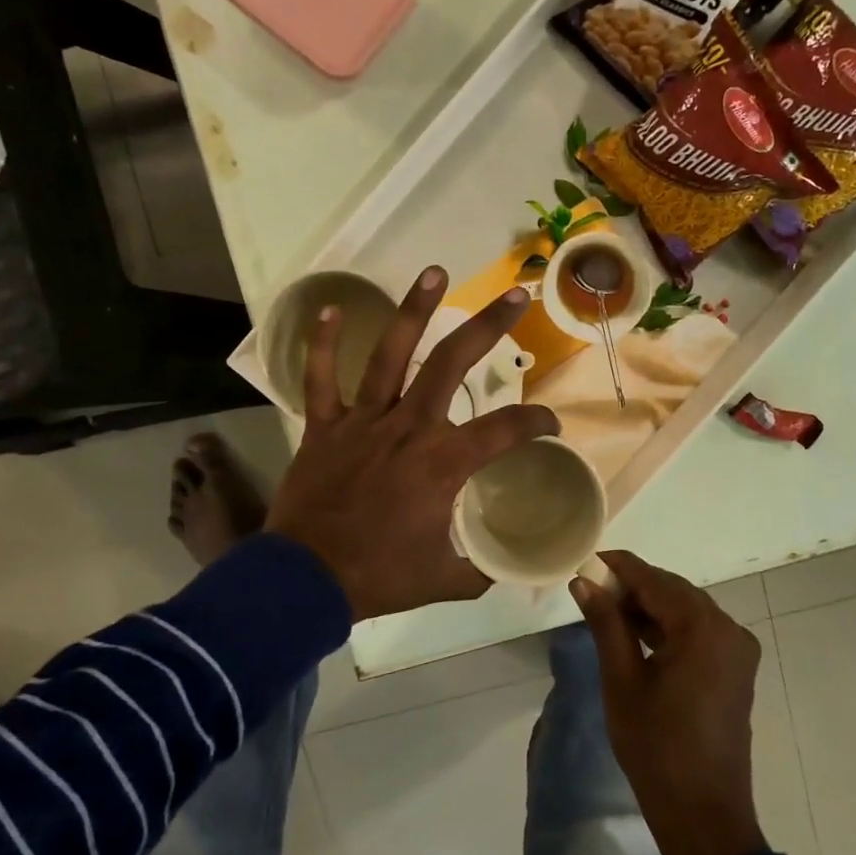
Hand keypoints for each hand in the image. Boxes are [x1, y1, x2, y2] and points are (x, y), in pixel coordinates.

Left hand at [266, 268, 559, 621]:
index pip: (505, 428)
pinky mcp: (324, 426)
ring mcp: (363, 421)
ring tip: (434, 272)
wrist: (305, 581)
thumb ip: (479, 570)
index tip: (550, 423)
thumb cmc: (378, 578)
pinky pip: (320, 378)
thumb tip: (503, 567)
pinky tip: (329, 308)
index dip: (536, 421)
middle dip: (488, 326)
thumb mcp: (444, 581)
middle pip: (452, 364)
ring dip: (414, 311)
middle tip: (515, 296)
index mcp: (443, 463)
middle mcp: (408, 428)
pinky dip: (322, 344)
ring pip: (390, 354)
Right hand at [570, 550, 766, 854]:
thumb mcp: (622, 680)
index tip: (588, 560)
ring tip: (609, 612)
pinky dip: (671, 628)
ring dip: (652, 607)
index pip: (654, 580)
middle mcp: (728, 628)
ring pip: (687, 610)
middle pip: (674, 591)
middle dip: (635, 587)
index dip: (620, 567)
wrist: (703, 812)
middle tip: (593, 590)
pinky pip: (700, 632)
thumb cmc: (655, 746)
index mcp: (702, 627)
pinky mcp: (737, 668)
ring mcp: (738, 648)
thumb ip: (606, 623)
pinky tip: (640, 635)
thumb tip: (584, 582)